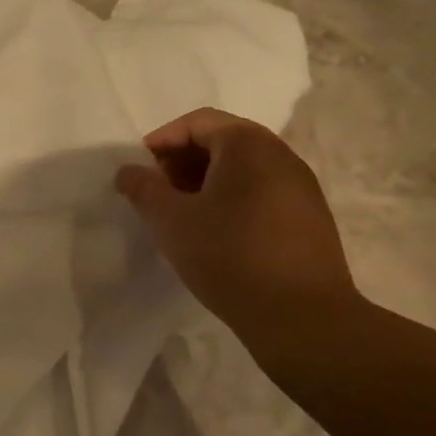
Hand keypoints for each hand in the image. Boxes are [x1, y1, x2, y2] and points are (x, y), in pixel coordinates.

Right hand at [116, 108, 357, 345]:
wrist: (300, 314)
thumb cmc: (228, 255)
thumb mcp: (171, 221)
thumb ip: (144, 189)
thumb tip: (127, 171)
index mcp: (248, 145)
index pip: (198, 122)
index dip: (162, 140)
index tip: (139, 170)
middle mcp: (281, 155)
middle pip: (223, 141)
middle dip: (182, 161)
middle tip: (156, 192)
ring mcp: (301, 186)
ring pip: (243, 169)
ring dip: (205, 182)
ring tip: (181, 215)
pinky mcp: (308, 217)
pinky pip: (261, 192)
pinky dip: (231, 199)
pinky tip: (214, 233)